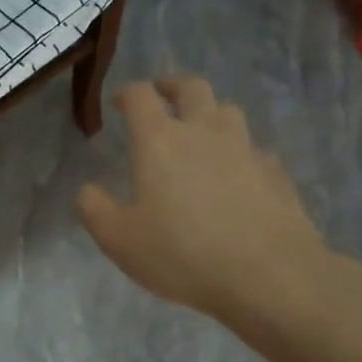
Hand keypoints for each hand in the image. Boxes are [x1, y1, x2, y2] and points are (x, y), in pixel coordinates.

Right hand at [76, 77, 330, 323]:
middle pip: (191, 87)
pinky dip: (239, 151)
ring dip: (210, 113)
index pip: (141, 96)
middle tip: (162, 96)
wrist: (267, 274)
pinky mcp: (275, 172)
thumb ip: (94, 209)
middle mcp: (204, 132)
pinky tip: (236, 175)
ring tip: (200, 132)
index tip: (119, 103)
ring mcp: (245, 149)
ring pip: (228, 111)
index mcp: (159, 141)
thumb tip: (87, 190)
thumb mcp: (119, 240)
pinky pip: (253, 148)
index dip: (127, 93)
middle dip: (172, 86)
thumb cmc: (181, 254)